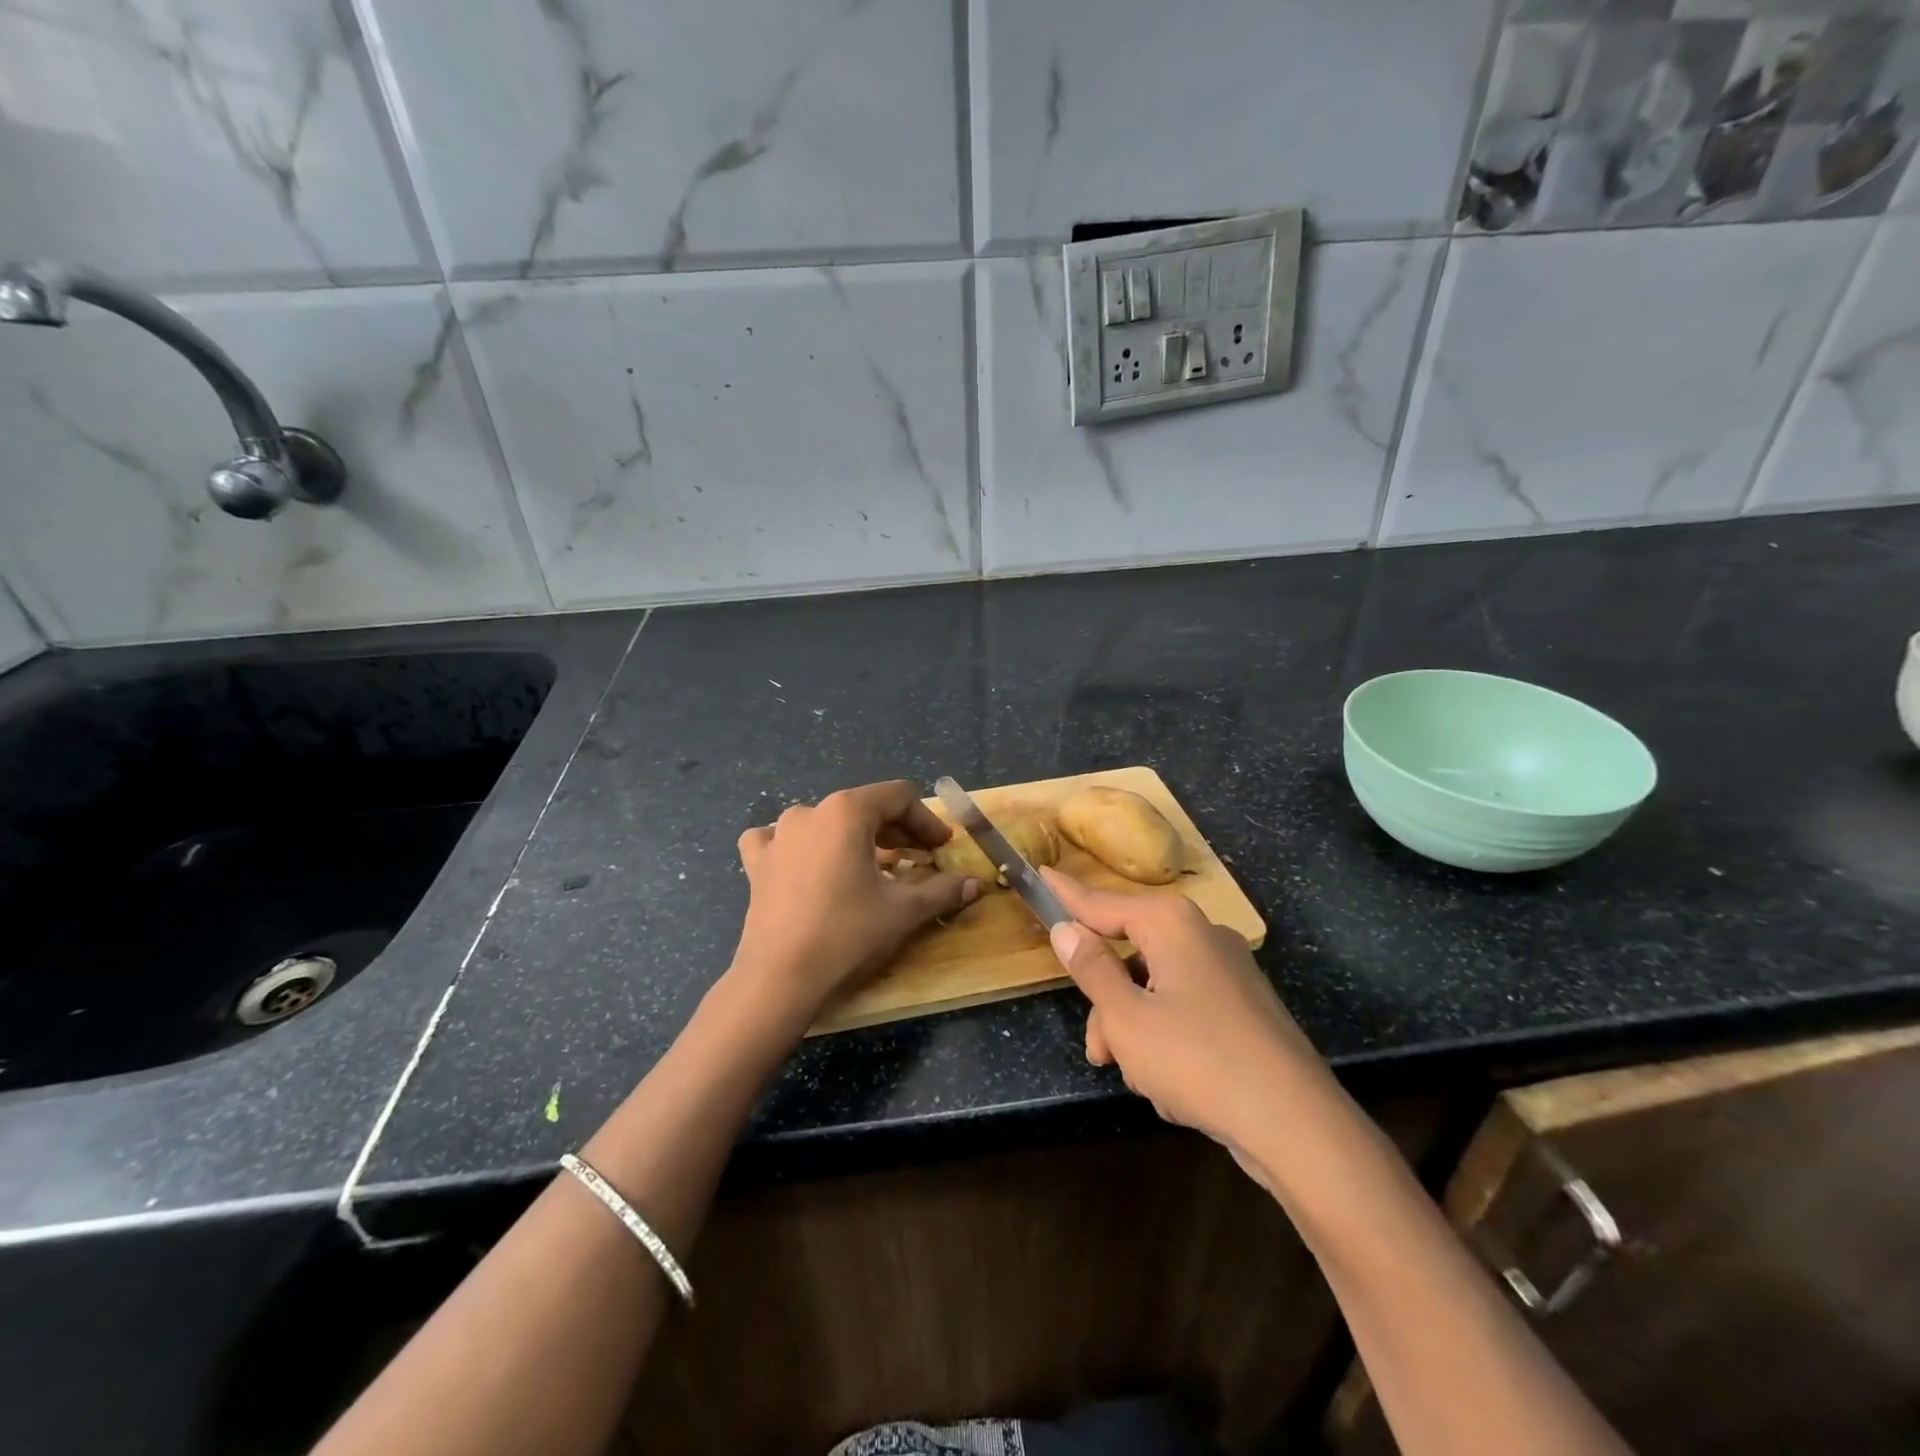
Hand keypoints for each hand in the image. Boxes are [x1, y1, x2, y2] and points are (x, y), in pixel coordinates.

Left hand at [731, 781, 980, 1025]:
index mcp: (847, 811)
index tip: (942, 848)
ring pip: (826, 822)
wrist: (780, 978)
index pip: (898, 798)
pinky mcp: (757, 863)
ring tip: (871, 865)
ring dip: (854, 838)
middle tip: (920, 859)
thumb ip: (942, 891)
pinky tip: (806, 864)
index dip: (926, 821)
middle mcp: (809, 812)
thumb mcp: (903, 911)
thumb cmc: (847, 934)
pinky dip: (799, 847)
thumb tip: (974, 884)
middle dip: (897, 831)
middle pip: (864, 807)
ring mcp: (778, 835)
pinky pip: (780, 841)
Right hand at [1041, 868, 1330, 1163]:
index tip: (1041, 875)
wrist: (1296, 1124)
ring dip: (1137, 1032)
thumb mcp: (1126, 1017)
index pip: (1102, 903)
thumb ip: (1092, 969)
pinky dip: (1170, 1041)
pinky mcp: (1245, 1009)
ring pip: (1156, 990)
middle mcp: (1202, 936)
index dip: (1067, 895)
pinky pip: (1187, 1012)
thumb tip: (1066, 930)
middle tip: (1098, 1050)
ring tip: (1141, 1080)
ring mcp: (1229, 973)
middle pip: (1131, 955)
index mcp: (1171, 925)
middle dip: (1109, 1005)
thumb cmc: (1197, 1059)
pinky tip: (1177, 1089)